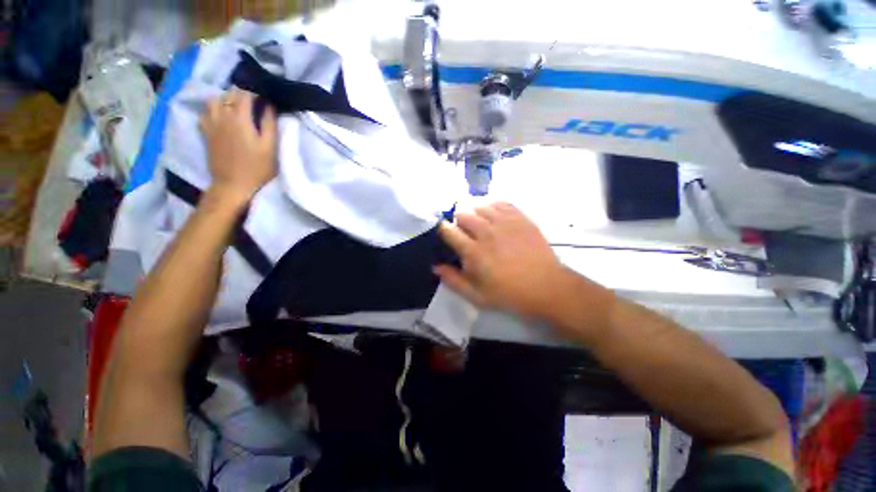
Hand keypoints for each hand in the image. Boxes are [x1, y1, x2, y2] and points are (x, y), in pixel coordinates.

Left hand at [200, 88, 276, 203]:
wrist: (233, 184)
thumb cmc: (257, 168)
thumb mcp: (270, 147)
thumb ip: (269, 124)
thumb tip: (270, 105)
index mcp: (239, 118)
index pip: (245, 93)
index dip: (255, 92)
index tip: (265, 97)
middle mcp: (222, 115)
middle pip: (229, 94)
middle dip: (242, 94)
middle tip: (254, 102)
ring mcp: (211, 123)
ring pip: (215, 100)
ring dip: (226, 99)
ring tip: (237, 106)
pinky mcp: (206, 132)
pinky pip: (205, 112)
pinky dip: (214, 109)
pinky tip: (222, 115)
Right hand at [434, 202, 567, 319]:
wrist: (546, 286)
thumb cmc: (509, 294)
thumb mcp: (477, 296)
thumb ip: (454, 280)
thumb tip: (435, 266)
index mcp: (474, 252)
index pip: (449, 231)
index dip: (443, 229)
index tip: (445, 233)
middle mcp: (486, 233)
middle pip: (462, 213)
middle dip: (458, 220)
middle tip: (463, 230)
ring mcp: (504, 222)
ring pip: (479, 205)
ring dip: (474, 212)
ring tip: (478, 222)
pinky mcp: (520, 217)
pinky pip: (500, 202)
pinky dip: (492, 205)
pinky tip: (493, 214)